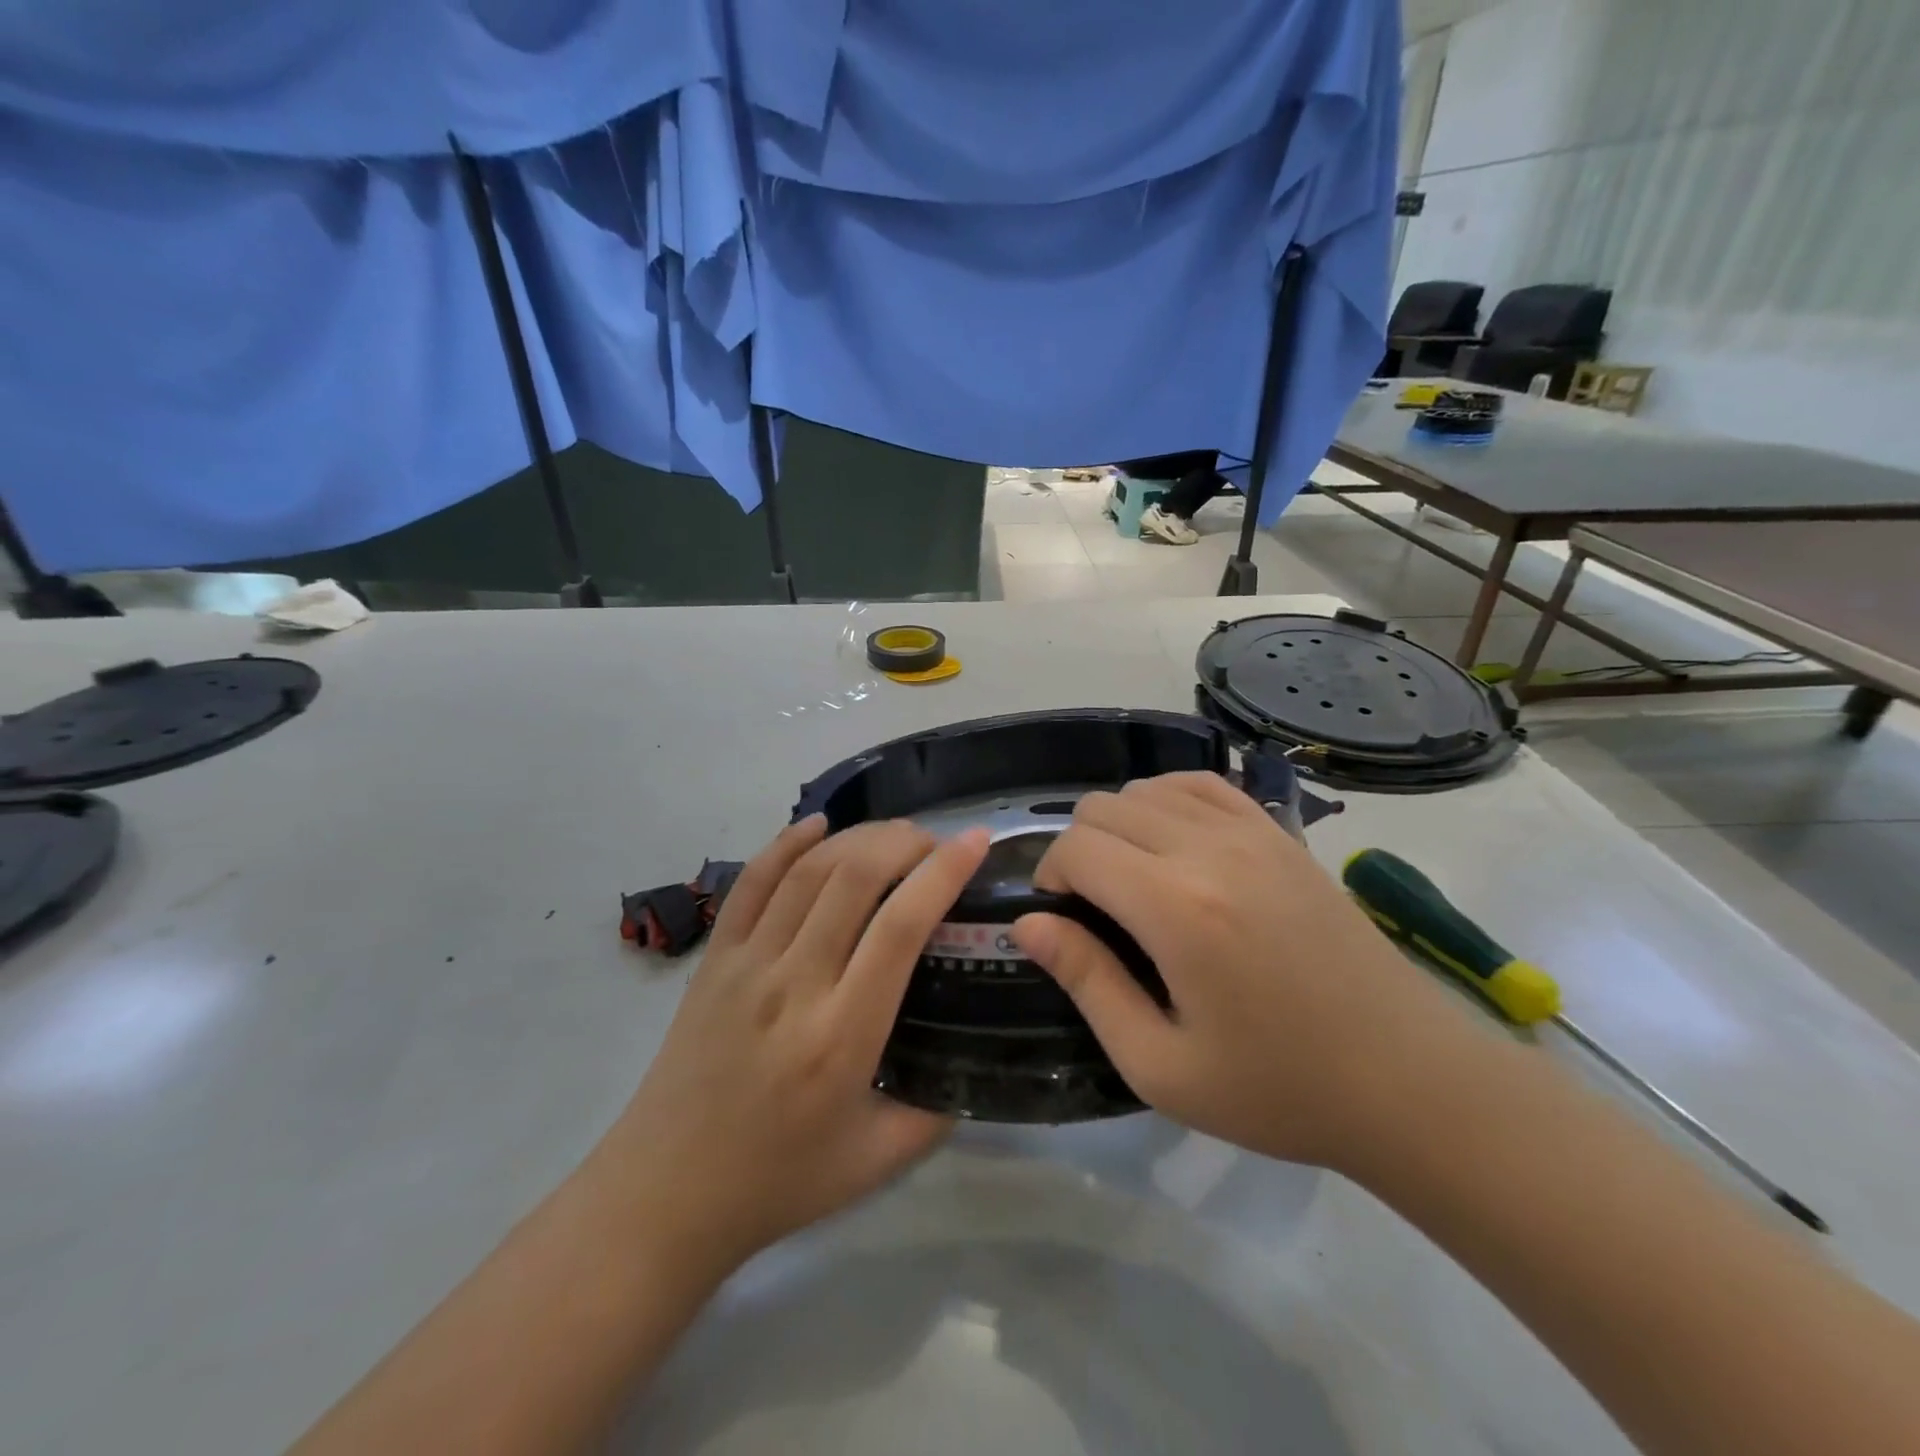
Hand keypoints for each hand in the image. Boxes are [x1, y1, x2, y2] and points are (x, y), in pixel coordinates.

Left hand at [599, 816, 989, 1273]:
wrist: (664, 1196)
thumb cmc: (778, 1181)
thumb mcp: (877, 1160)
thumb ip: (938, 1110)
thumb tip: (976, 1061)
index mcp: (843, 1035)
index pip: (901, 926)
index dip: (944, 873)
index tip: (975, 842)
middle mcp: (794, 984)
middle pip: (854, 878)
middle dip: (904, 842)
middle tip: (935, 843)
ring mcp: (746, 964)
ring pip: (807, 870)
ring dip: (857, 836)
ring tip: (893, 835)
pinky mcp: (713, 959)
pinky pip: (751, 882)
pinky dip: (787, 843)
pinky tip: (818, 825)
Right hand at [1011, 772, 1479, 1169]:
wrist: (1409, 1079)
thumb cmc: (1277, 1088)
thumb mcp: (1160, 1064)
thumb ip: (1087, 983)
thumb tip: (1029, 923)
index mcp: (1176, 908)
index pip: (1076, 848)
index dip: (1049, 876)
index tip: (1062, 919)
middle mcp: (1209, 849)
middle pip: (1104, 807)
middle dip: (1079, 850)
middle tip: (1095, 908)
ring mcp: (1252, 832)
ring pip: (1147, 788)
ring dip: (1120, 826)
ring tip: (1135, 880)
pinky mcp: (1282, 833)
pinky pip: (1203, 784)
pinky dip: (1169, 801)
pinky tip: (1175, 844)